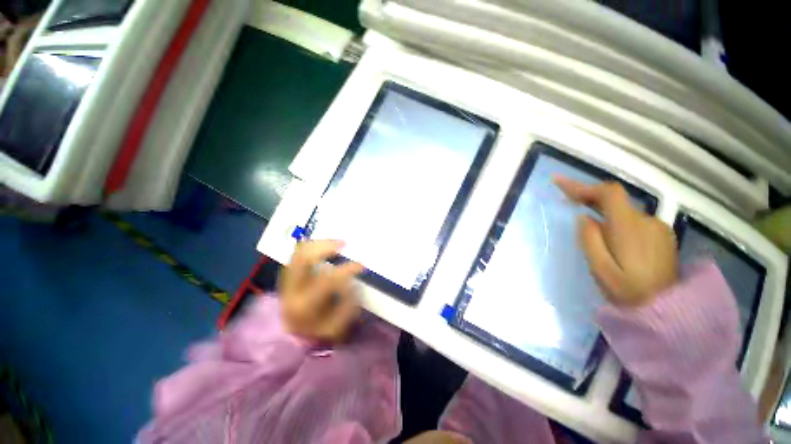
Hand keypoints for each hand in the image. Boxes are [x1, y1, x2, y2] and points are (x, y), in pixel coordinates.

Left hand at [280, 240, 363, 341]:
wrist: (291, 337)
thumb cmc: (318, 332)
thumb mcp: (338, 326)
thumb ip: (347, 304)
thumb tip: (351, 281)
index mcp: (304, 304)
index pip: (327, 280)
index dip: (346, 270)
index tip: (361, 265)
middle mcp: (291, 289)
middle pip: (304, 259)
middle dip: (326, 247)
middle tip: (344, 244)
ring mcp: (286, 280)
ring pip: (299, 252)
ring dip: (319, 243)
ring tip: (336, 242)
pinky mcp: (287, 275)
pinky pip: (297, 253)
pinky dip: (311, 246)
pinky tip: (324, 244)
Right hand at [555, 177, 677, 306]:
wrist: (668, 311)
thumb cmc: (628, 293)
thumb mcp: (600, 269)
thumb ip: (590, 240)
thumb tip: (584, 217)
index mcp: (629, 229)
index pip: (609, 194)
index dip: (584, 186)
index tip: (560, 183)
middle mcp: (647, 222)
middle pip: (615, 199)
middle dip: (589, 196)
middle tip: (567, 198)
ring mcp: (657, 228)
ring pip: (624, 210)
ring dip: (602, 209)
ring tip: (584, 215)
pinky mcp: (661, 235)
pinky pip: (633, 219)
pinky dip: (616, 218)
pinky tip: (608, 231)